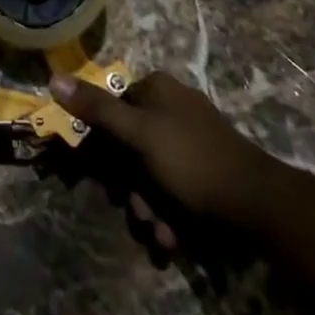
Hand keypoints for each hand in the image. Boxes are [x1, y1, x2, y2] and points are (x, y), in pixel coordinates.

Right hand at [51, 71, 276, 249]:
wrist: (260, 207)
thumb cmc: (193, 161)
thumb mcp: (138, 134)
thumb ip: (97, 109)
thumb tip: (54, 78)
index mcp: (157, 89)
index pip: (112, 109)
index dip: (103, 145)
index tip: (104, 176)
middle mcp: (172, 108)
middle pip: (128, 147)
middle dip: (129, 187)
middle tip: (137, 210)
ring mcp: (190, 139)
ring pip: (149, 174)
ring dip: (148, 207)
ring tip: (161, 231)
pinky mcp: (205, 170)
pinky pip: (173, 188)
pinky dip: (170, 213)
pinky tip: (175, 236)